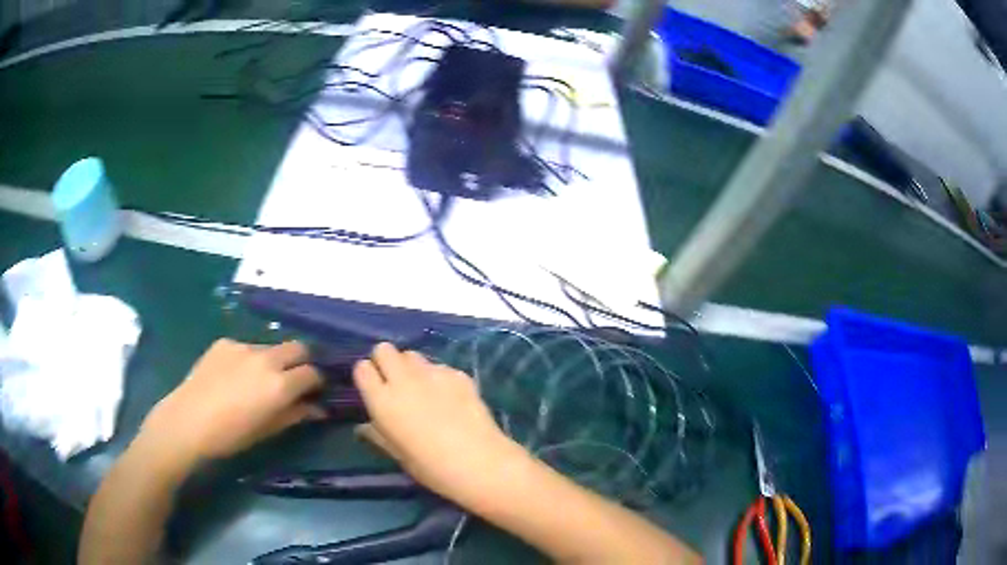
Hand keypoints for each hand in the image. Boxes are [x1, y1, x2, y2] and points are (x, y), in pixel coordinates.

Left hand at [139, 339, 324, 472]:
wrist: (188, 421)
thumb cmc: (231, 435)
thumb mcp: (268, 430)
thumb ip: (295, 415)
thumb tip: (318, 409)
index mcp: (280, 384)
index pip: (313, 373)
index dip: (317, 383)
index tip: (314, 393)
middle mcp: (267, 358)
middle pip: (298, 347)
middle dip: (302, 362)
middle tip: (293, 381)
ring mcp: (244, 346)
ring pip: (271, 348)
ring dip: (274, 361)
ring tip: (257, 381)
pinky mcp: (225, 342)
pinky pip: (246, 348)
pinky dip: (249, 360)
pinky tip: (233, 377)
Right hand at [353, 343, 518, 502]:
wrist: (479, 462)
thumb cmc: (431, 467)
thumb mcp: (398, 455)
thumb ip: (378, 434)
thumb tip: (364, 426)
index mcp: (382, 401)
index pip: (361, 368)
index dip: (367, 376)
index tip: (374, 389)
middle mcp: (403, 380)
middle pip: (384, 349)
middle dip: (386, 362)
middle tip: (395, 383)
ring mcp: (432, 373)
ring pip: (412, 354)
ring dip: (412, 367)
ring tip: (423, 390)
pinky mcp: (457, 373)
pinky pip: (439, 366)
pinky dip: (439, 377)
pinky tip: (450, 398)